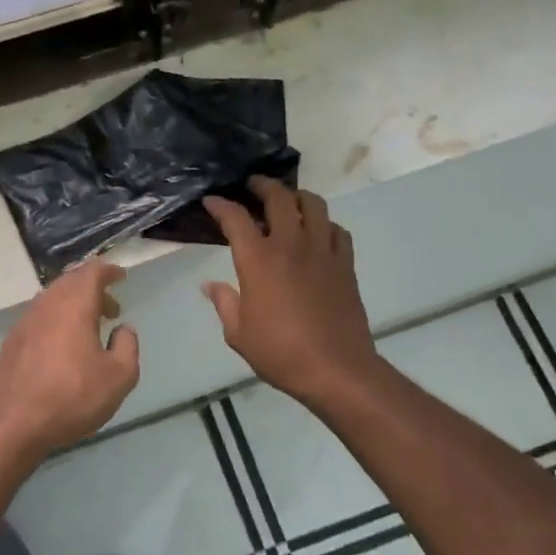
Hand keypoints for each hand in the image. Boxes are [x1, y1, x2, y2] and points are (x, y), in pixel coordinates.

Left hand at [0, 259, 139, 463]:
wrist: (13, 425)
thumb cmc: (72, 397)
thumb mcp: (119, 377)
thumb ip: (127, 346)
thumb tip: (122, 329)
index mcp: (74, 305)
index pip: (92, 272)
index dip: (108, 271)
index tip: (121, 277)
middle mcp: (46, 305)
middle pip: (70, 282)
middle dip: (92, 288)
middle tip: (110, 308)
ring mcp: (24, 322)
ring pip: (52, 299)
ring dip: (73, 305)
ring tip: (89, 329)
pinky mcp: (11, 342)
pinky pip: (39, 318)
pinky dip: (56, 320)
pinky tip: (62, 347)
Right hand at [203, 178, 379, 407]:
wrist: (336, 369)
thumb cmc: (280, 352)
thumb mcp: (238, 333)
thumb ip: (224, 303)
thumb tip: (210, 285)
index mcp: (259, 260)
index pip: (235, 218)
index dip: (221, 205)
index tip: (211, 201)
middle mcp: (291, 245)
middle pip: (279, 198)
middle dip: (262, 185)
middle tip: (252, 185)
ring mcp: (322, 251)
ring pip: (313, 205)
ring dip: (297, 196)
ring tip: (287, 200)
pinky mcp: (345, 264)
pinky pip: (337, 230)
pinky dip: (324, 223)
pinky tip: (318, 231)